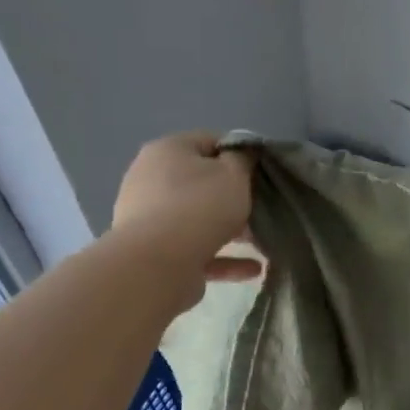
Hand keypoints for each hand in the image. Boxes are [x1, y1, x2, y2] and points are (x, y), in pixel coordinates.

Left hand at [112, 132, 261, 287]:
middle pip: (201, 181)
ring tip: (260, 241)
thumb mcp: (234, 174)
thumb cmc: (200, 206)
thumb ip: (243, 159)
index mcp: (167, 150)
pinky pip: (195, 248)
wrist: (157, 263)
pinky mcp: (153, 250)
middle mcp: (150, 178)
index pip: (210, 141)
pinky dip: (222, 256)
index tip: (262, 172)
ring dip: (230, 228)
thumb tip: (244, 153)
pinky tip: (252, 268)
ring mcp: (148, 216)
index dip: (240, 153)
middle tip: (261, 207)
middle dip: (233, 196)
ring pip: (198, 217)